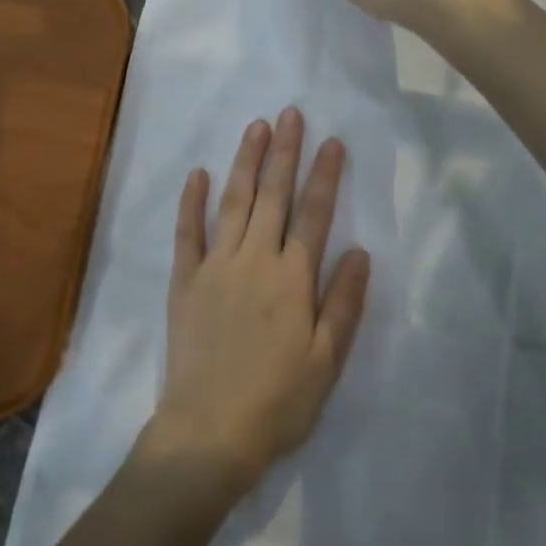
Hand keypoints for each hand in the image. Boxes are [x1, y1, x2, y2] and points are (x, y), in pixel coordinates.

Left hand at [144, 109, 371, 489]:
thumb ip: (343, 303)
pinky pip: (188, 232)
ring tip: (255, 127)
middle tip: (290, 113)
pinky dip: (192, 201)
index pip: (314, 214)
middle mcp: (255, 259)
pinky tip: (197, 173)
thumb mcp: (327, 361)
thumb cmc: (277, 401)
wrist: (209, 432)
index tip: (332, 141)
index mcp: (293, 278)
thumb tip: (359, 251)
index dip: (325, 175)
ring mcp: (216, 265)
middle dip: (284, 151)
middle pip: (273, 195)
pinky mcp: (186, 280)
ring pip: (234, 201)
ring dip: (245, 161)